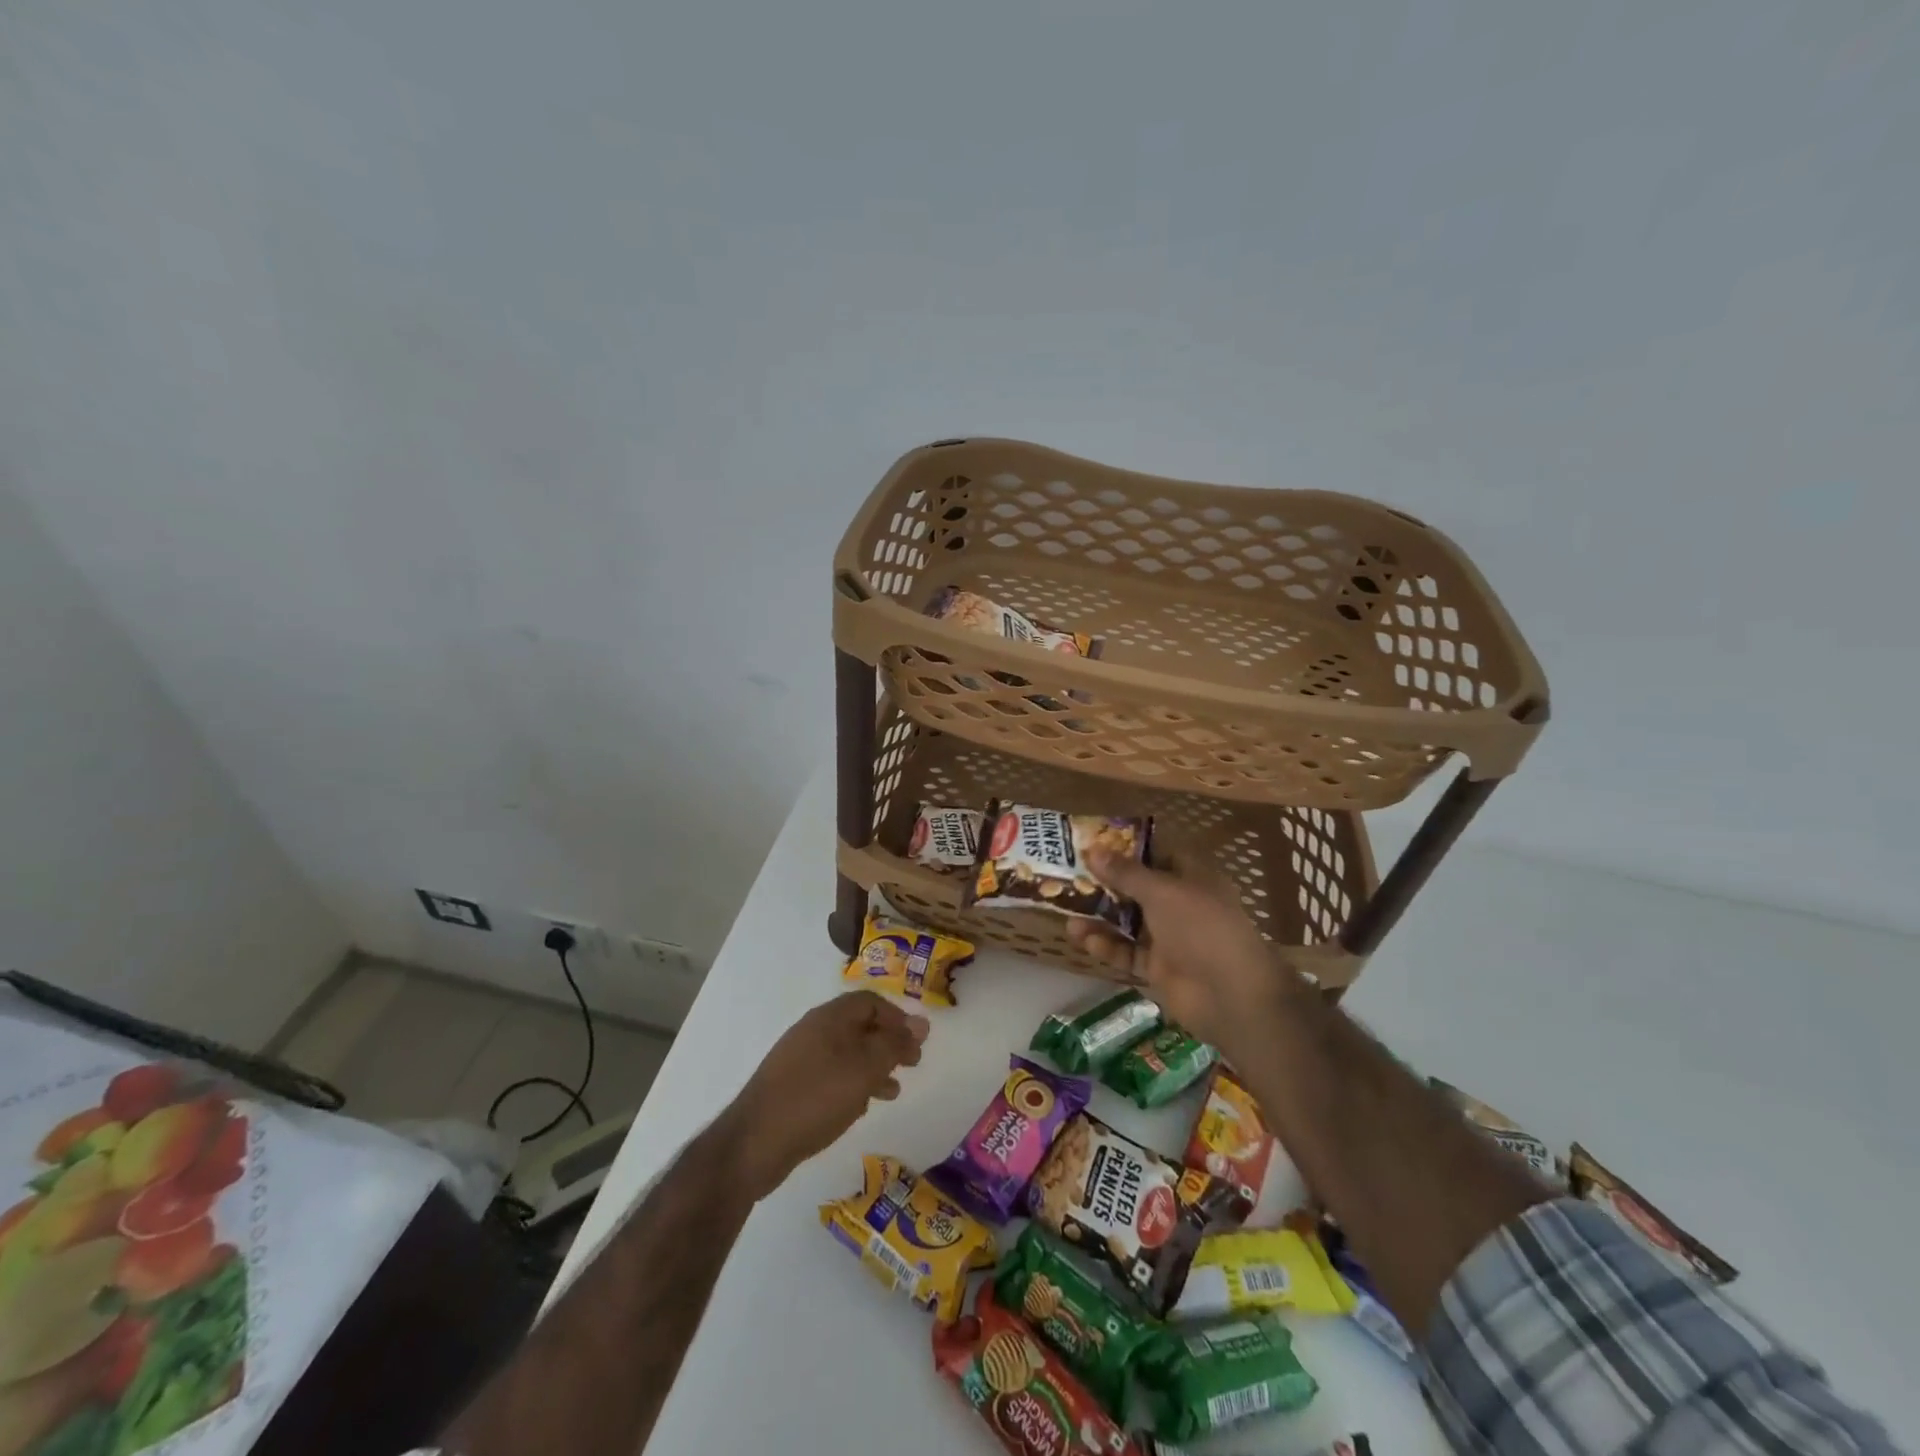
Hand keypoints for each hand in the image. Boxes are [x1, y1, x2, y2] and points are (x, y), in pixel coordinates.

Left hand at [723, 991, 928, 1197]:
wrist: (754, 1142)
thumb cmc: (816, 1097)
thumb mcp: (864, 1068)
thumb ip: (894, 1044)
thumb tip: (922, 1022)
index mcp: (829, 1018)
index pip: (870, 1002)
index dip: (897, 1017)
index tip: (917, 1041)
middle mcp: (814, 1030)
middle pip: (859, 1026)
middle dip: (888, 1043)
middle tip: (912, 1064)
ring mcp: (800, 1058)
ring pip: (847, 1053)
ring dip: (873, 1066)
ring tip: (894, 1090)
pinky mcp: (792, 1086)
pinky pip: (831, 1074)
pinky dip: (853, 1083)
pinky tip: (861, 1106)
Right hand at [1067, 848, 1310, 1062]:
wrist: (1231, 995)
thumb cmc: (1201, 928)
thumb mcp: (1162, 892)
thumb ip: (1125, 873)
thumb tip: (1092, 849)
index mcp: (1192, 877)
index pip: (1157, 854)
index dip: (1126, 849)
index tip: (1093, 845)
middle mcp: (1181, 904)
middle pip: (1137, 888)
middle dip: (1105, 884)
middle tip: (1068, 876)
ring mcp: (1170, 937)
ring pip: (1128, 922)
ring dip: (1100, 917)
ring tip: (1066, 911)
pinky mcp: (1158, 967)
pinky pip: (1127, 952)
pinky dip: (1107, 946)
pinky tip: (1083, 939)